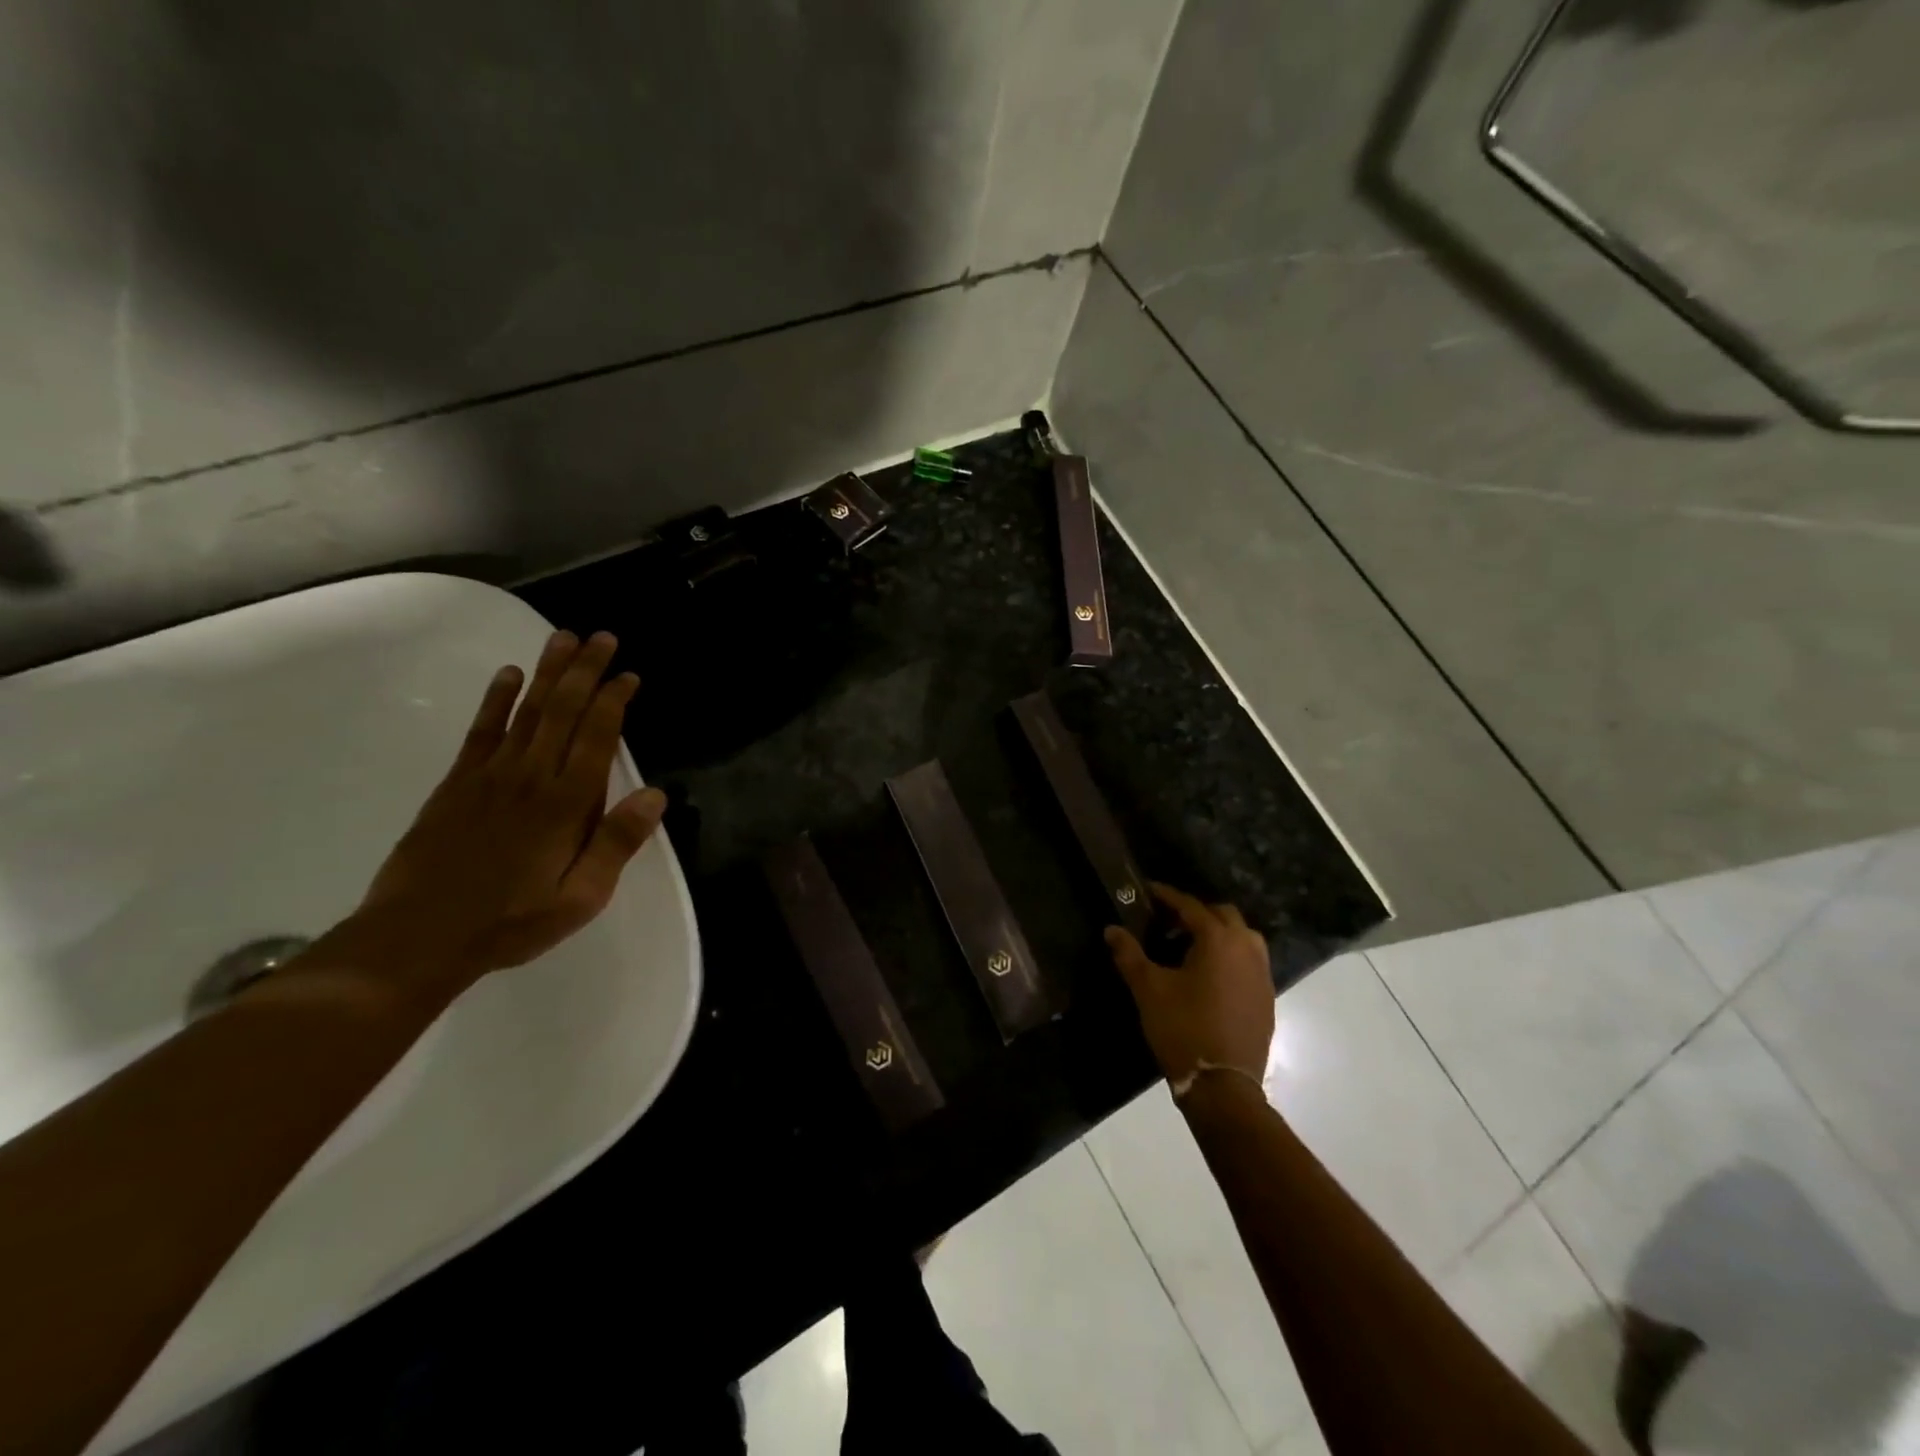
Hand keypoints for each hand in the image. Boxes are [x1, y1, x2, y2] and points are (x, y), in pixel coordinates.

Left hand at [354, 630, 667, 989]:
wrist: (417, 938)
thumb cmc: (511, 922)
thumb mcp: (581, 898)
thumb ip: (617, 843)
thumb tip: (656, 794)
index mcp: (565, 804)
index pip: (596, 738)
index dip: (614, 701)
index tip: (629, 674)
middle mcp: (530, 777)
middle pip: (563, 711)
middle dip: (586, 672)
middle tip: (603, 637)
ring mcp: (490, 776)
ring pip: (527, 712)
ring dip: (548, 673)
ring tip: (564, 639)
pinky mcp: (457, 784)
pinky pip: (482, 731)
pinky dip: (496, 700)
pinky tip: (508, 675)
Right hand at [1105, 884, 1274, 1086]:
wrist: (1223, 1085)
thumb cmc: (1183, 1028)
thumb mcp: (1148, 989)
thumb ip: (1129, 955)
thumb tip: (1111, 929)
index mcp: (1219, 940)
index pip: (1191, 906)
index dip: (1167, 896)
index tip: (1149, 890)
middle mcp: (1247, 949)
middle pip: (1223, 915)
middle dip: (1196, 912)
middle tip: (1168, 922)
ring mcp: (1262, 974)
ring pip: (1242, 937)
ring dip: (1218, 933)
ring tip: (1189, 947)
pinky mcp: (1266, 998)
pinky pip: (1249, 962)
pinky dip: (1230, 956)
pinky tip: (1209, 975)